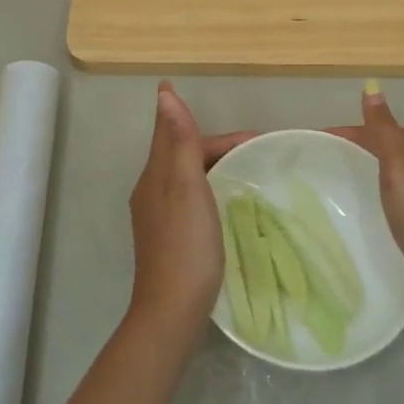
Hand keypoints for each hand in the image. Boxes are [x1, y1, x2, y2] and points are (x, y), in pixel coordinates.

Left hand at [127, 82, 249, 336]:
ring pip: (183, 174)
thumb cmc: (185, 244)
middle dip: (211, 142)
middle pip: (179, 152)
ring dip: (209, 162)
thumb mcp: (186, 186)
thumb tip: (165, 94)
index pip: (174, 132)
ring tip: (243, 166)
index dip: (194, 118)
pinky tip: (223, 200)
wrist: (172, 310)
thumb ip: (179, 140)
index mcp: (155, 175)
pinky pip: (187, 196)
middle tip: (252, 145)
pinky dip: (207, 185)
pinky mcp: (167, 236)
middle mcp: (150, 190)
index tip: (236, 122)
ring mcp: (157, 216)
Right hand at [340, 87, 403, 307]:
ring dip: (371, 165)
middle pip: (390, 145)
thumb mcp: (399, 161)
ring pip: (395, 167)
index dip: (353, 131)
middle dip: (361, 145)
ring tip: (342, 174)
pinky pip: (399, 188)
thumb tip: (372, 87)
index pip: (384, 127)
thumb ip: (383, 126)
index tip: (321, 137)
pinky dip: (382, 186)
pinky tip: (372, 197)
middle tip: (327, 155)